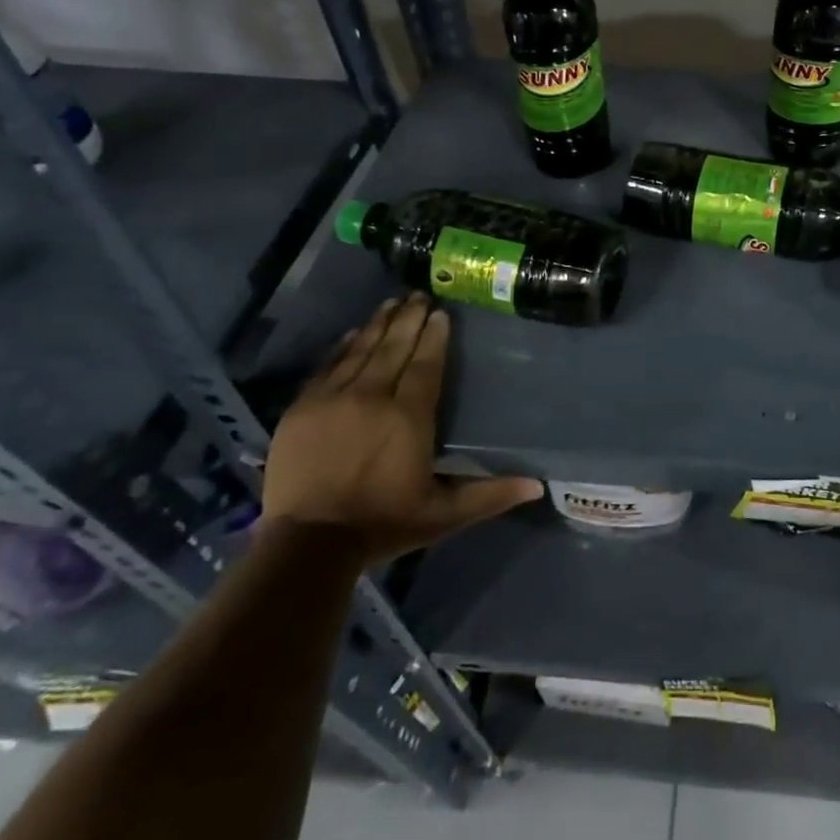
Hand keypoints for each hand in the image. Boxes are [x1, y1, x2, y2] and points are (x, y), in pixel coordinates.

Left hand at [260, 295, 542, 563]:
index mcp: (409, 417)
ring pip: (361, 350)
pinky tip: (352, 333)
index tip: (442, 313)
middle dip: (409, 318)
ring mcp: (333, 399)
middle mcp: (373, 397)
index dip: (435, 336)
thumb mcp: (444, 514)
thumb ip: (490, 495)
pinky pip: (327, 366)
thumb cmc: (382, 524)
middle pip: (395, 348)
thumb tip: (537, 486)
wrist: (307, 546)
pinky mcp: (302, 409)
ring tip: (392, 302)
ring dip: (379, 324)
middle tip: (420, 294)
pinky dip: (342, 347)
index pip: (426, 364)